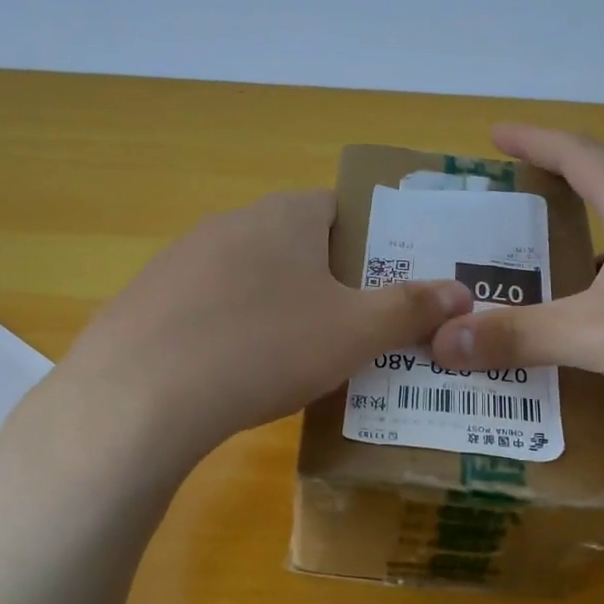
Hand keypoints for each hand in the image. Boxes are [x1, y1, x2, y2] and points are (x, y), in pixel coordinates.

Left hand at [1, 189, 472, 483]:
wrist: (140, 396)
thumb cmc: (266, 347)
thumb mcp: (354, 332)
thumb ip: (411, 308)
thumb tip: (462, 291)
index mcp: (286, 215)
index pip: (343, 207)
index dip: (373, 243)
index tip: (385, 287)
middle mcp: (232, 222)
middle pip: (297, 243)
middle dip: (328, 281)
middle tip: (353, 330)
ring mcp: (181, 259)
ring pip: (250, 276)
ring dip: (278, 306)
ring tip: (297, 358)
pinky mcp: (147, 299)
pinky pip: (207, 308)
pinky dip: (230, 330)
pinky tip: (234, 374)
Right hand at [429, 125, 603, 448]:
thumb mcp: (598, 333)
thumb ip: (520, 335)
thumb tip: (441, 340)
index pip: (581, 154)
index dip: (536, 139)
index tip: (496, 134)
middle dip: (565, 176)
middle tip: (522, 191)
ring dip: (592, 234)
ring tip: (549, 259)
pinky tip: (602, 317)